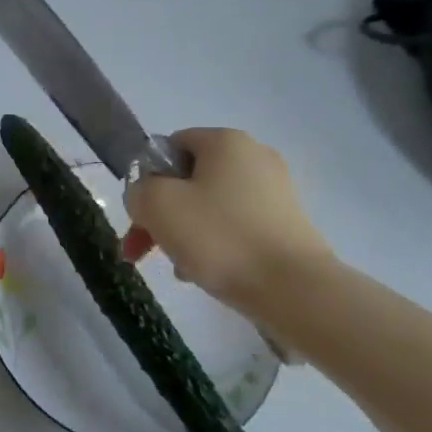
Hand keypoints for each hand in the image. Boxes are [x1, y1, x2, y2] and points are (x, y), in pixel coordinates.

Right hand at [121, 128, 332, 311]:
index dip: (146, 178)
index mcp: (225, 141)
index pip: (169, 147)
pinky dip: (214, 245)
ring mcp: (275, 192)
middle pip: (188, 180)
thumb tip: (145, 195)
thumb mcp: (157, 205)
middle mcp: (254, 157)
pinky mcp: (286, 224)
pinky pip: (234, 227)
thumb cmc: (219, 237)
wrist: (293, 289)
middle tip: (141, 251)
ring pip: (208, 207)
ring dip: (183, 233)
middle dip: (159, 215)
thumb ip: (138, 190)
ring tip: (177, 268)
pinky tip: (204, 273)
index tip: (138, 214)